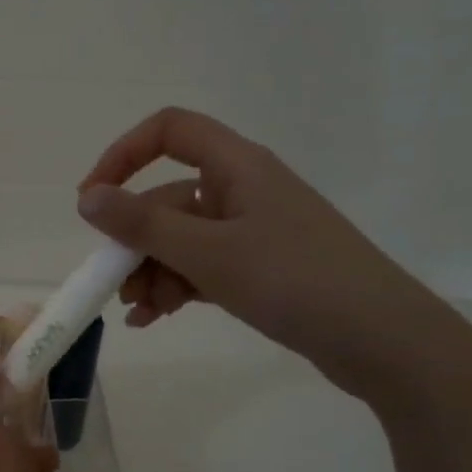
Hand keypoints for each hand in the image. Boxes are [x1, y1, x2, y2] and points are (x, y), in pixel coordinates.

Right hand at [77, 106, 471, 404]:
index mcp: (237, 166)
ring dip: (152, 271)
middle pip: (168, 197)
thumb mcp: (208, 253)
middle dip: (134, 240)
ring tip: (139, 313)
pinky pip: (202, 266)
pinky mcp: (260, 267)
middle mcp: (243, 189)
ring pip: (181, 238)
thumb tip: (87, 198)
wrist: (384, 341)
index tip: (92, 199)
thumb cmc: (295, 281)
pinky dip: (176, 287)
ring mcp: (252, 230)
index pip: (169, 131)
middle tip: (113, 283)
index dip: (123, 155)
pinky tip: (156, 318)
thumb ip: (142, 224)